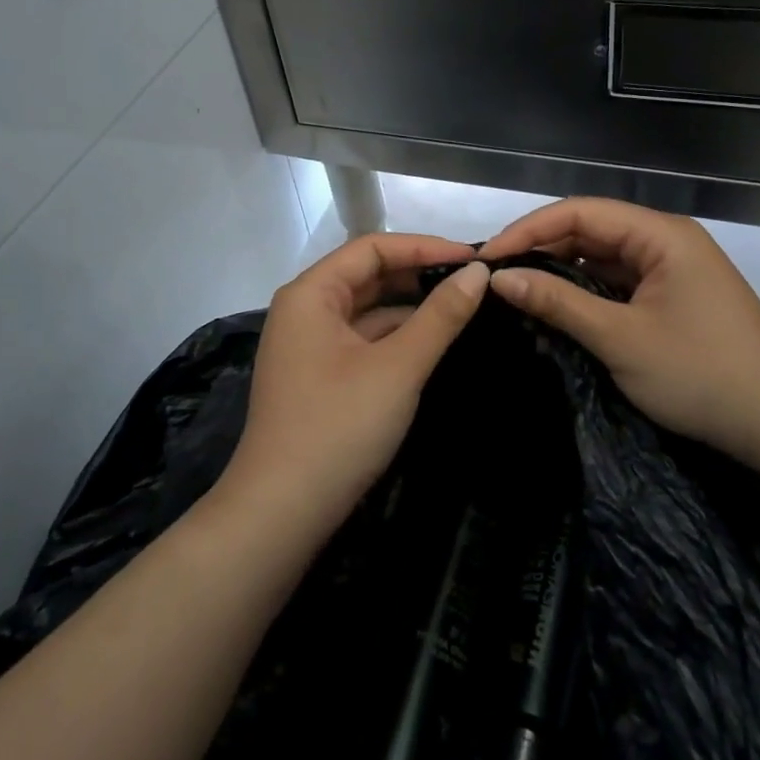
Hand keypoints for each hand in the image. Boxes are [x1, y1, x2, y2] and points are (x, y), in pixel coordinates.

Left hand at [216, 234, 490, 542]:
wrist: (281, 513)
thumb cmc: (338, 427)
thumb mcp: (398, 367)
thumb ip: (440, 316)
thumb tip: (478, 273)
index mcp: (311, 293)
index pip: (372, 248)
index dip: (424, 246)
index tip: (473, 258)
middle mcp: (305, 309)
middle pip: (367, 275)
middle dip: (418, 274)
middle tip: (473, 280)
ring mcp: (309, 345)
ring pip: (367, 310)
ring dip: (410, 306)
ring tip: (463, 306)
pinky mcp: (319, 376)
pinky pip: (362, 339)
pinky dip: (396, 336)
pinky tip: (433, 341)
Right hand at [481, 198, 759, 464]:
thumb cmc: (701, 374)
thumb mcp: (620, 338)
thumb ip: (557, 302)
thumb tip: (499, 278)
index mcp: (660, 234)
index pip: (579, 212)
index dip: (528, 229)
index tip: (488, 258)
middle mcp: (665, 240)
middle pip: (590, 230)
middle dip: (541, 249)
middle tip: (495, 277)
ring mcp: (671, 269)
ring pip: (601, 257)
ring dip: (561, 272)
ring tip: (516, 291)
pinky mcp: (672, 297)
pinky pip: (618, 282)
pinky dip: (585, 293)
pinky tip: (556, 308)